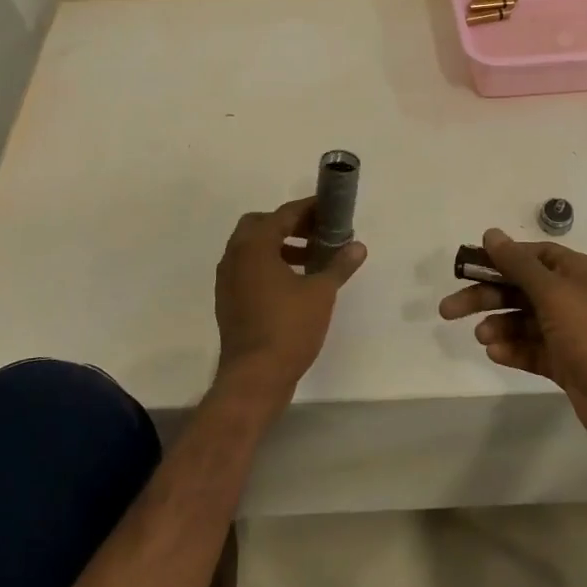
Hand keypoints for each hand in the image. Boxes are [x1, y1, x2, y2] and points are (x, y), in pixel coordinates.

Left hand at [214, 197, 366, 408]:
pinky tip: (295, 284)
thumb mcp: (321, 293)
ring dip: (281, 246)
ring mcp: (228, 280)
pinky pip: (249, 270)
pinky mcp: (229, 301)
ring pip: (253, 249)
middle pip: (261, 225)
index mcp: (254, 246)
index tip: (331, 209)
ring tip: (313, 259)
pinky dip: (270, 266)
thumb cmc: (288, 328)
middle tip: (318, 233)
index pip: (283, 214)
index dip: (309, 209)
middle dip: (290, 225)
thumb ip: (339, 265)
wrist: (254, 377)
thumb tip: (358, 246)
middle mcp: (235, 257)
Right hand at [439, 228, 586, 453]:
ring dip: (499, 325)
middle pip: (520, 289)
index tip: (468, 269)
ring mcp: (569, 333)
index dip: (500, 259)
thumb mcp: (554, 292)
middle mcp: (573, 298)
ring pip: (523, 321)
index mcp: (576, 272)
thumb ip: (518, 264)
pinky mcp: (565, 364)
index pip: (532, 256)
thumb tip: (491, 233)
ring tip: (482, 336)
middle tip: (449, 309)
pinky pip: (531, 350)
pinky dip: (512, 349)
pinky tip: (495, 352)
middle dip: (486, 296)